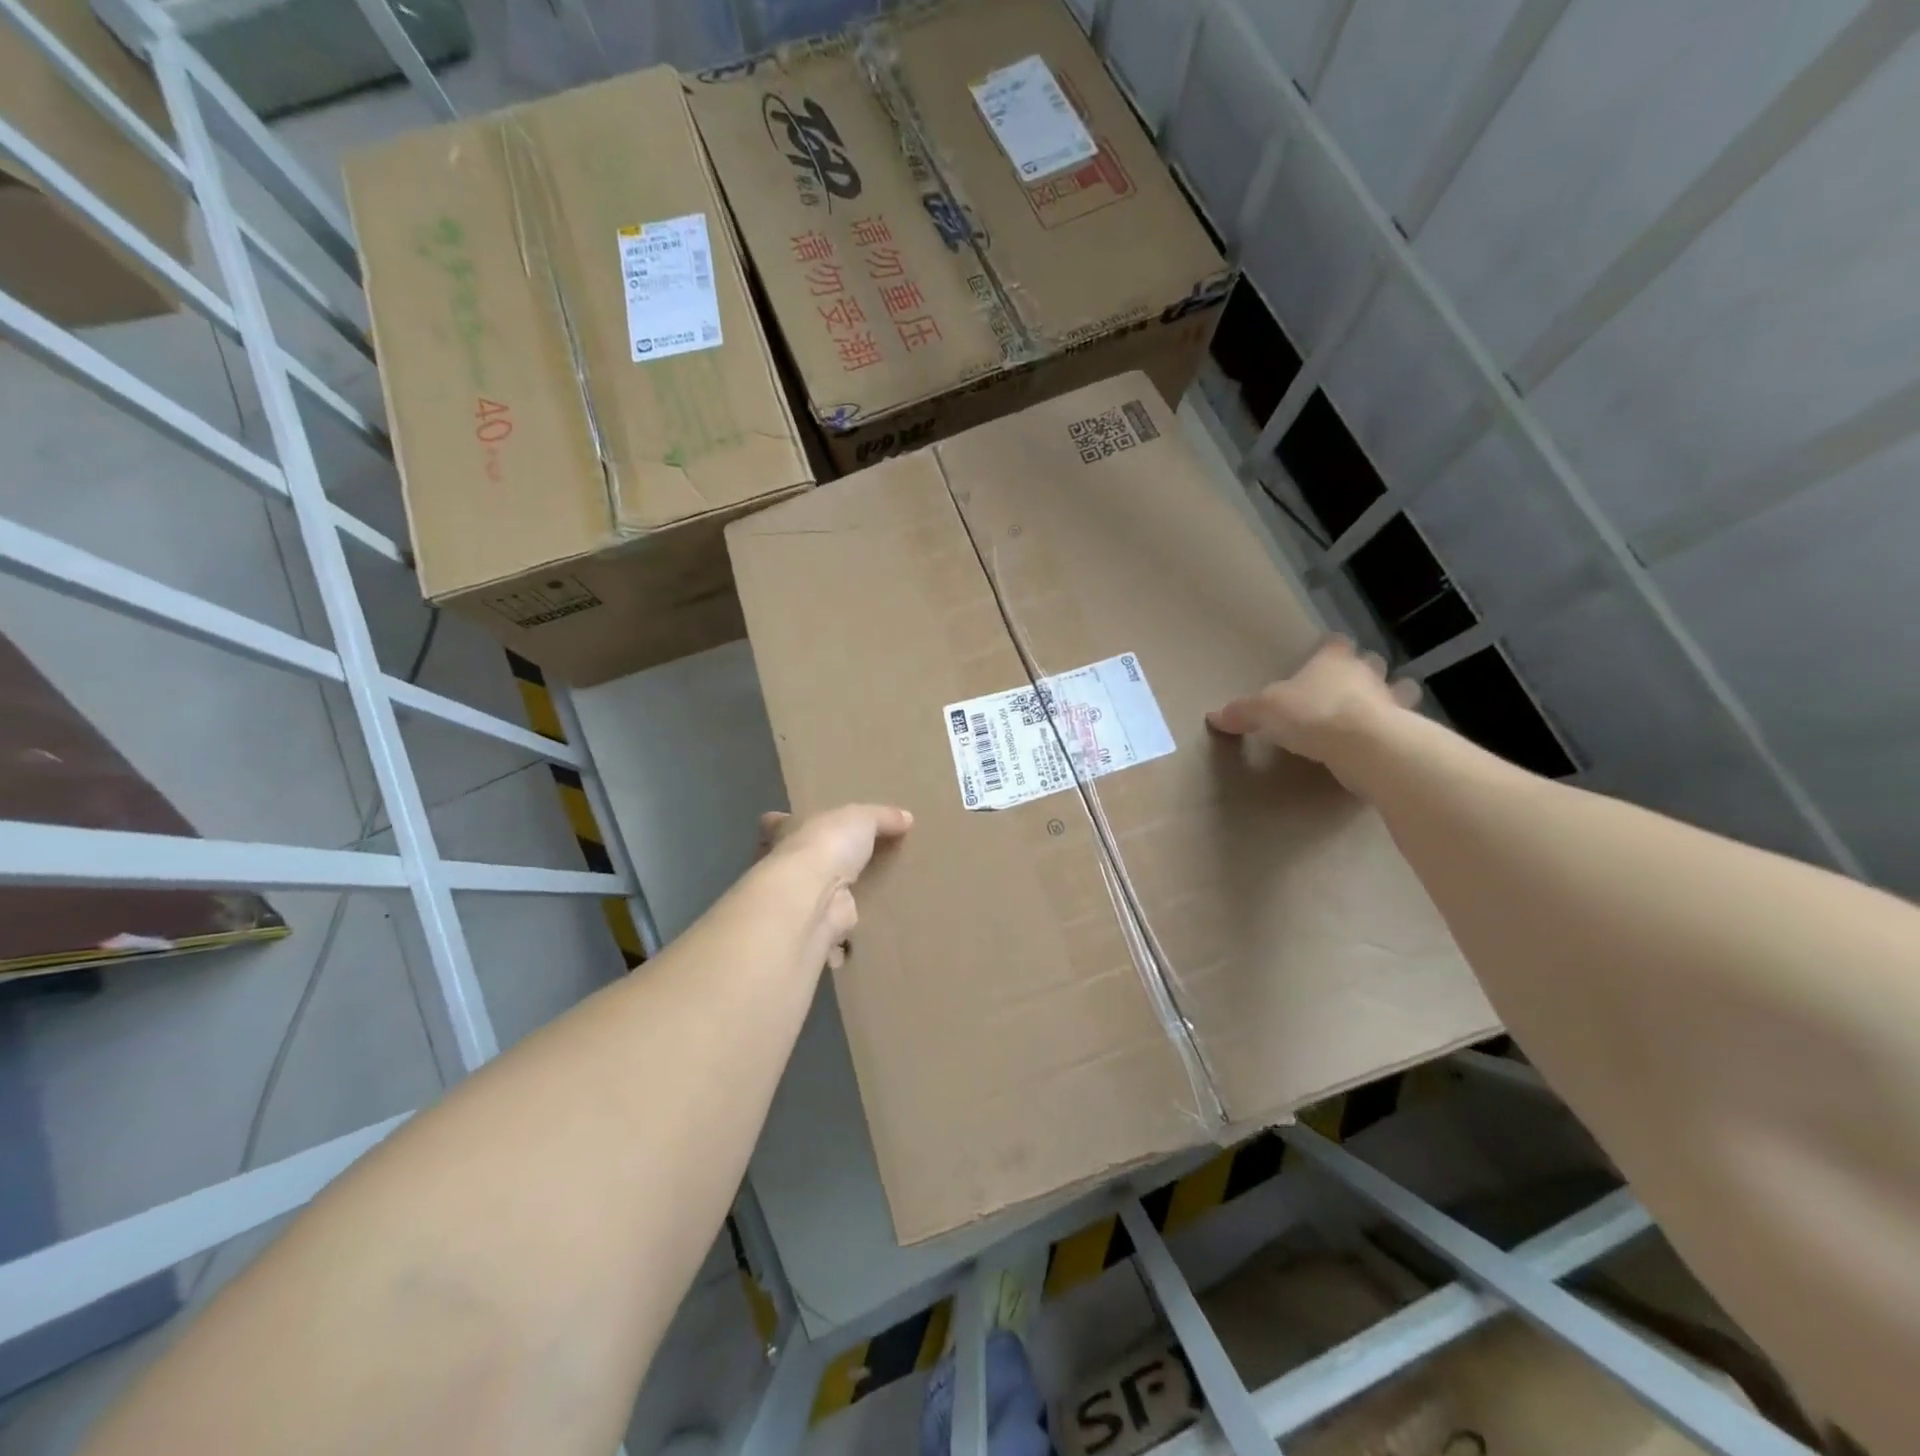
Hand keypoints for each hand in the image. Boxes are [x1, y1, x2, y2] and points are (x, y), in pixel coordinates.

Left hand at [758, 804, 912, 967]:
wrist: (813, 897)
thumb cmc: (827, 845)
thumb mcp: (861, 818)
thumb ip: (882, 817)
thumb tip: (906, 817)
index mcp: (787, 833)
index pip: (777, 825)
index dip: (783, 824)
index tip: (787, 823)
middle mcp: (785, 868)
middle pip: (795, 865)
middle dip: (810, 867)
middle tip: (838, 868)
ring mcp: (797, 902)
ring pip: (812, 900)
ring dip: (828, 903)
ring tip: (860, 902)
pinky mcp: (814, 930)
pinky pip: (832, 932)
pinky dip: (842, 939)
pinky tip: (862, 935)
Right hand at [1207, 635, 1419, 790]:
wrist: (1363, 745)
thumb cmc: (1311, 714)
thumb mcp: (1263, 712)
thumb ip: (1241, 712)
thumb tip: (1213, 716)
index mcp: (1332, 660)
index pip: (1335, 643)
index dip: (1330, 648)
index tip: (1323, 654)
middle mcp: (1366, 674)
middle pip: (1371, 662)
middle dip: (1364, 670)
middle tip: (1348, 686)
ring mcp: (1391, 700)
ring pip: (1399, 689)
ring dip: (1390, 697)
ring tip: (1374, 711)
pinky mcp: (1405, 730)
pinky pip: (1402, 724)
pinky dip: (1394, 729)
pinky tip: (1380, 741)